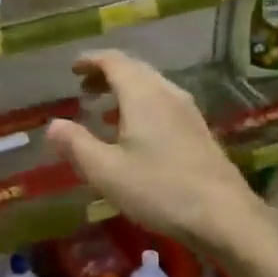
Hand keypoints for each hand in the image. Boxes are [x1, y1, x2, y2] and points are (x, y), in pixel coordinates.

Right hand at [45, 50, 260, 250]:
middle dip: (107, 74)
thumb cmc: (160, 189)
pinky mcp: (199, 130)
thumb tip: (52, 125)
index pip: (113, 61)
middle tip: (84, 89)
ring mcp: (187, 110)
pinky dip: (142, 105)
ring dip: (125, 90)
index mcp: (142, 94)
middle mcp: (166, 92)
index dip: (91, 61)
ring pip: (151, 86)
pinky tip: (136, 133)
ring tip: (105, 111)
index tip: (73, 69)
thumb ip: (77, 145)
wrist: (225, 215)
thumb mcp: (107, 171)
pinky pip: (163, 102)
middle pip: (134, 69)